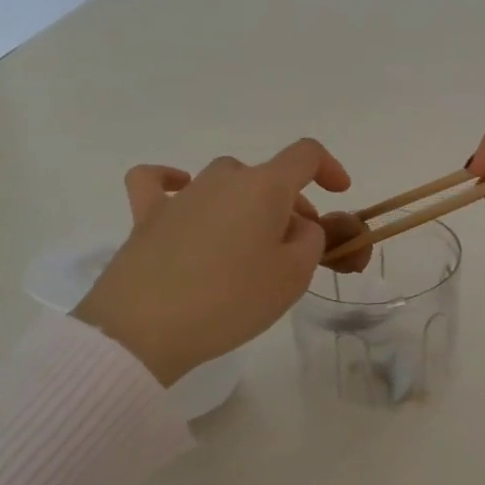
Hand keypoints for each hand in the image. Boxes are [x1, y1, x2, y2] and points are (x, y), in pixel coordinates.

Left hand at [74, 139, 351, 384]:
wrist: (144, 329)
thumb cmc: (230, 300)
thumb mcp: (293, 276)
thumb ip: (311, 240)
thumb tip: (295, 225)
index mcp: (264, 187)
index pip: (306, 155)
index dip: (329, 168)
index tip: (339, 193)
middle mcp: (223, 179)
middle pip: (267, 177)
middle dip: (290, 205)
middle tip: (295, 248)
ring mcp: (182, 195)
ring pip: (225, 180)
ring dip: (245, 202)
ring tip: (247, 242)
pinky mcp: (146, 216)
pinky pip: (157, 182)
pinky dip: (172, 181)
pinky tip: (179, 193)